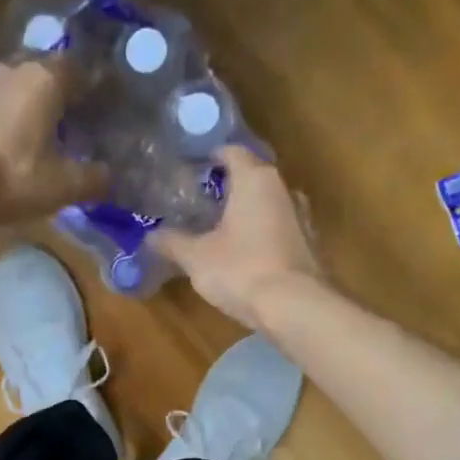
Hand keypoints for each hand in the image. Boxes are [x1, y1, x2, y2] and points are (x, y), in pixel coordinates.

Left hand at [0, 60, 105, 229]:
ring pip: (13, 88)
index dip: (94, 90)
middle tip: (70, 128)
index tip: (101, 113)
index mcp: (45, 78)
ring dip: (26, 107)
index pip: (80, 69)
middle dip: (59, 97)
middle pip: (45, 74)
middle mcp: (11, 69)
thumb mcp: (61, 187)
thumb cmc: (8, 179)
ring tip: (35, 139)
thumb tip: (108, 177)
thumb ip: (92, 179)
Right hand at [155, 146, 323, 330]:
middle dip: (228, 186)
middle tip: (201, 200)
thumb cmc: (241, 269)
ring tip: (220, 226)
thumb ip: (172, 242)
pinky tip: (243, 251)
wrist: (293, 307)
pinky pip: (278, 227)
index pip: (232, 152)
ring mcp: (301, 217)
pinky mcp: (308, 244)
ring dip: (246, 210)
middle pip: (252, 176)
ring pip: (267, 203)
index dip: (210, 156)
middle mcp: (283, 189)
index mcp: (255, 179)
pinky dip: (260, 232)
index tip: (191, 168)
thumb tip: (151, 235)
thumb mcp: (196, 257)